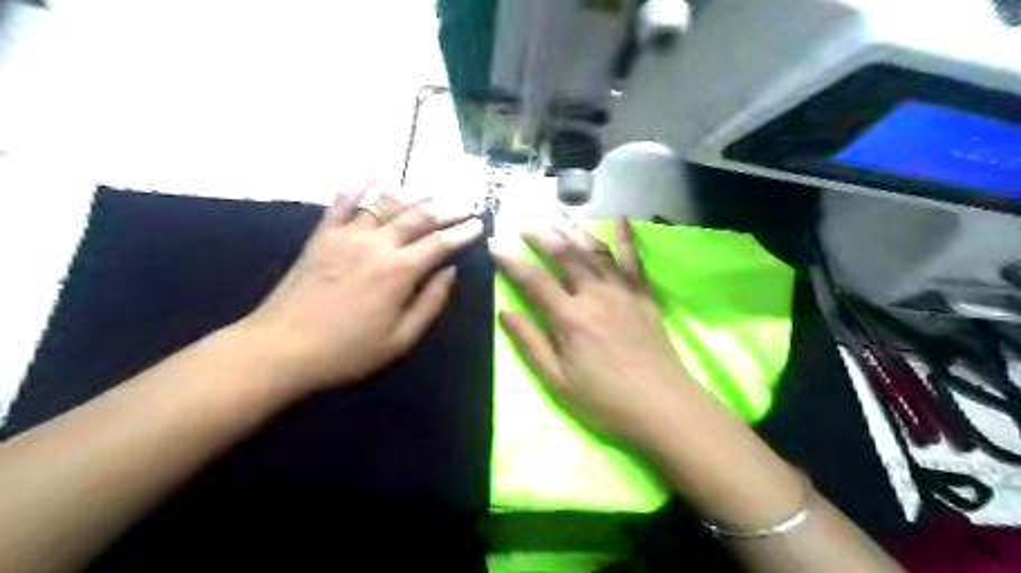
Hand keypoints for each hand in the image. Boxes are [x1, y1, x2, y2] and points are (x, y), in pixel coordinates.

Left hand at [238, 180, 482, 392]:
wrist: (281, 349)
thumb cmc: (347, 351)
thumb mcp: (401, 339)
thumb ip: (430, 302)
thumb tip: (450, 271)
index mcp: (400, 272)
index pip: (440, 243)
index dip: (463, 232)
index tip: (479, 224)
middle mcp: (377, 244)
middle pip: (419, 217)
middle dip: (447, 208)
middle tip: (466, 204)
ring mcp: (347, 235)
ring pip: (387, 204)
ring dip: (414, 194)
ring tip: (433, 191)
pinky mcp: (323, 235)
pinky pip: (342, 202)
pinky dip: (358, 182)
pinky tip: (372, 167)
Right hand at [491, 219, 697, 446]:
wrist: (664, 408)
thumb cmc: (605, 401)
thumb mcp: (558, 381)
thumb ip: (530, 344)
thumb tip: (505, 312)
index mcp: (570, 318)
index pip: (533, 280)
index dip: (510, 260)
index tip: (494, 243)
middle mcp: (595, 295)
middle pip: (565, 255)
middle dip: (541, 235)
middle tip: (524, 223)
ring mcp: (623, 292)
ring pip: (595, 251)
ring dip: (573, 231)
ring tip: (556, 218)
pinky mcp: (644, 296)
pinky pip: (634, 260)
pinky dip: (626, 238)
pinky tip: (621, 219)